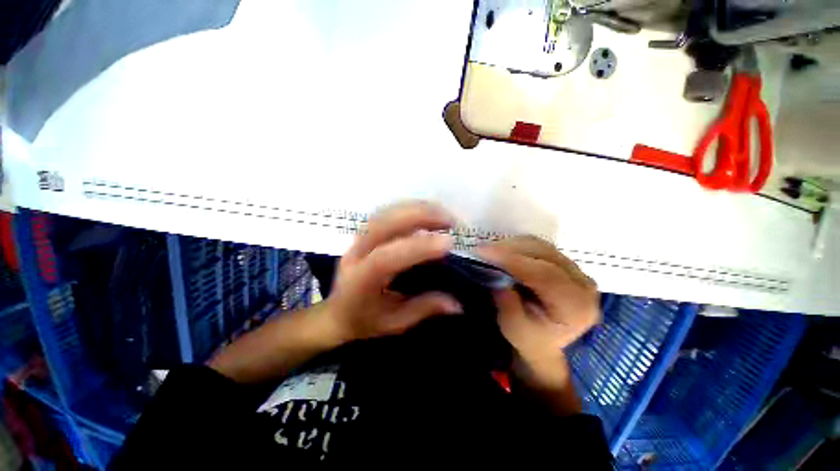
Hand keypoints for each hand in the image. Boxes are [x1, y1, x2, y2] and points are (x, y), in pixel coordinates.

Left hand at [323, 202, 462, 342]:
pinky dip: (409, 208)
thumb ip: (424, 309)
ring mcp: (358, 239)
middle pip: (384, 224)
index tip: (448, 243)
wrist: (336, 312)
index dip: (417, 248)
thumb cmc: (363, 321)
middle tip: (450, 221)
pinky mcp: (365, 232)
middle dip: (420, 217)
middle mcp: (356, 253)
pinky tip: (427, 212)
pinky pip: (387, 213)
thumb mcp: (394, 323)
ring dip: (417, 209)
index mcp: (360, 280)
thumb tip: (457, 304)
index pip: (386, 258)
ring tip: (443, 214)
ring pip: (386, 213)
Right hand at [478, 236, 597, 414]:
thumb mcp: (514, 328)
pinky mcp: (565, 263)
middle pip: (544, 254)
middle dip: (509, 249)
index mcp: (576, 307)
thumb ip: (507, 303)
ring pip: (541, 246)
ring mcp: (577, 270)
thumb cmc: (529, 339)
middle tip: (481, 250)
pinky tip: (503, 251)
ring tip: (489, 251)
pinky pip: (539, 246)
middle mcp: (584, 284)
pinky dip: (518, 246)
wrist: (545, 341)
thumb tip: (496, 275)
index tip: (483, 252)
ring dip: (512, 245)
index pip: (544, 274)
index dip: (512, 260)